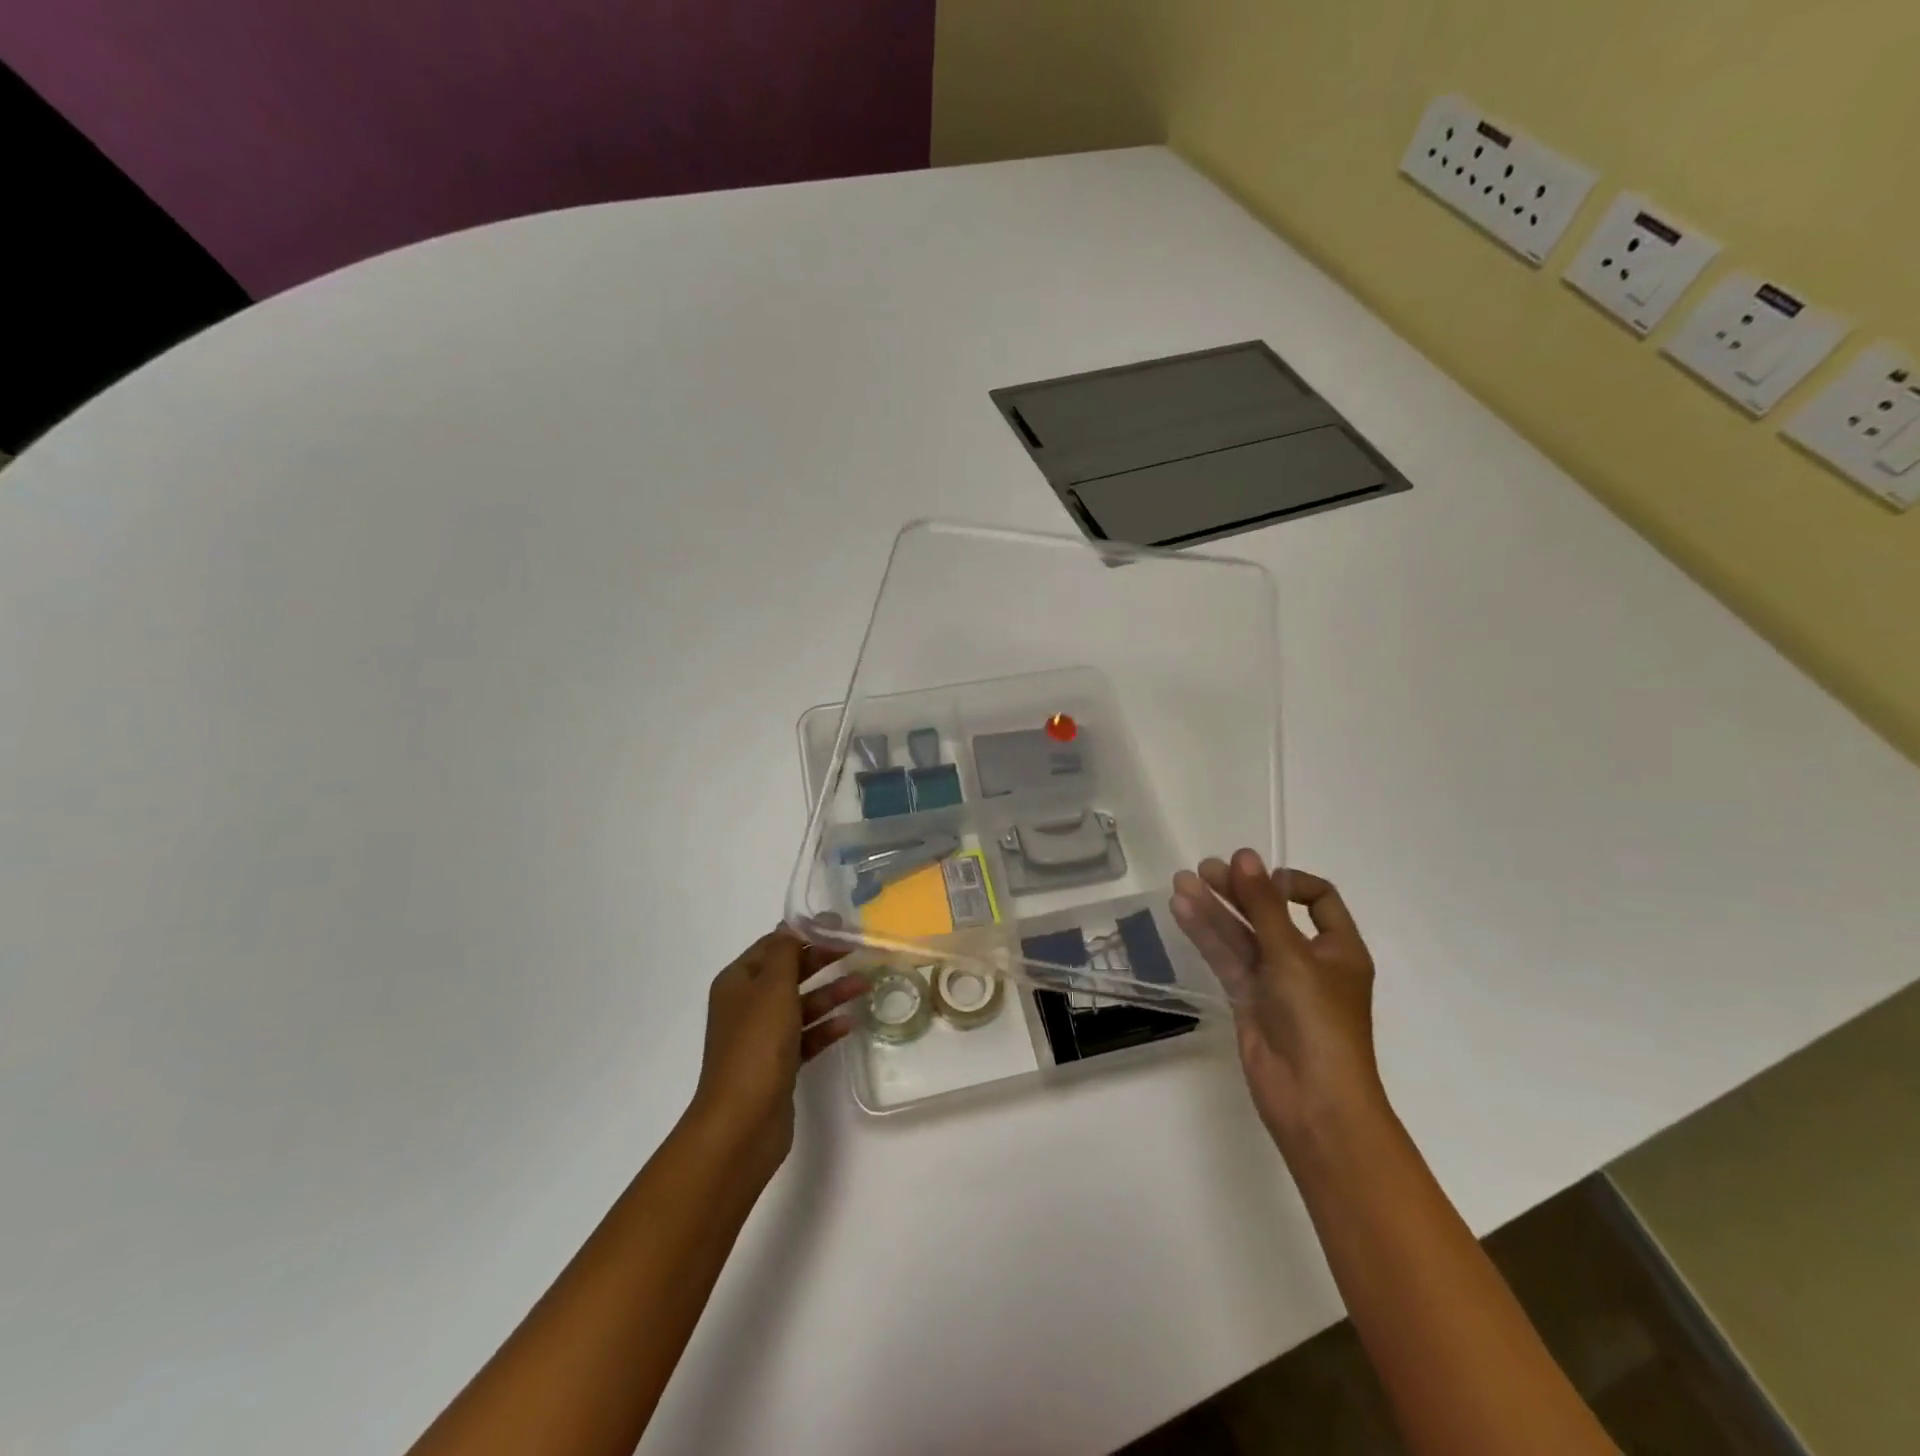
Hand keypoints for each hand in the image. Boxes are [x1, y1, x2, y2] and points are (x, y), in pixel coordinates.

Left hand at [686, 928, 865, 1185]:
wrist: (742, 1123)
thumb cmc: (757, 1045)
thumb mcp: (772, 987)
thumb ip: (785, 952)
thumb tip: (791, 926)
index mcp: (738, 981)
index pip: (773, 945)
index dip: (805, 932)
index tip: (840, 926)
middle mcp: (746, 1005)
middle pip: (789, 973)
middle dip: (822, 961)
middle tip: (858, 951)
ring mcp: (761, 1037)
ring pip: (801, 1005)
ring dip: (831, 994)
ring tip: (865, 986)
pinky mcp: (777, 1065)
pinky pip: (806, 1037)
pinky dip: (826, 1028)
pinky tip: (850, 1024)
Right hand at [1171, 851, 1381, 1148]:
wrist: (1312, 1100)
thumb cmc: (1318, 1022)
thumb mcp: (1292, 955)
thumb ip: (1263, 905)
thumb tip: (1243, 856)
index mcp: (1339, 949)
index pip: (1319, 901)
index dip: (1289, 883)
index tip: (1256, 876)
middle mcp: (1308, 961)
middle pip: (1271, 914)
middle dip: (1239, 891)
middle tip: (1203, 870)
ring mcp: (1276, 982)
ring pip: (1242, 936)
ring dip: (1214, 909)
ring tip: (1181, 882)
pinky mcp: (1249, 1000)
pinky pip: (1227, 959)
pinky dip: (1207, 935)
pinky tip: (1182, 911)